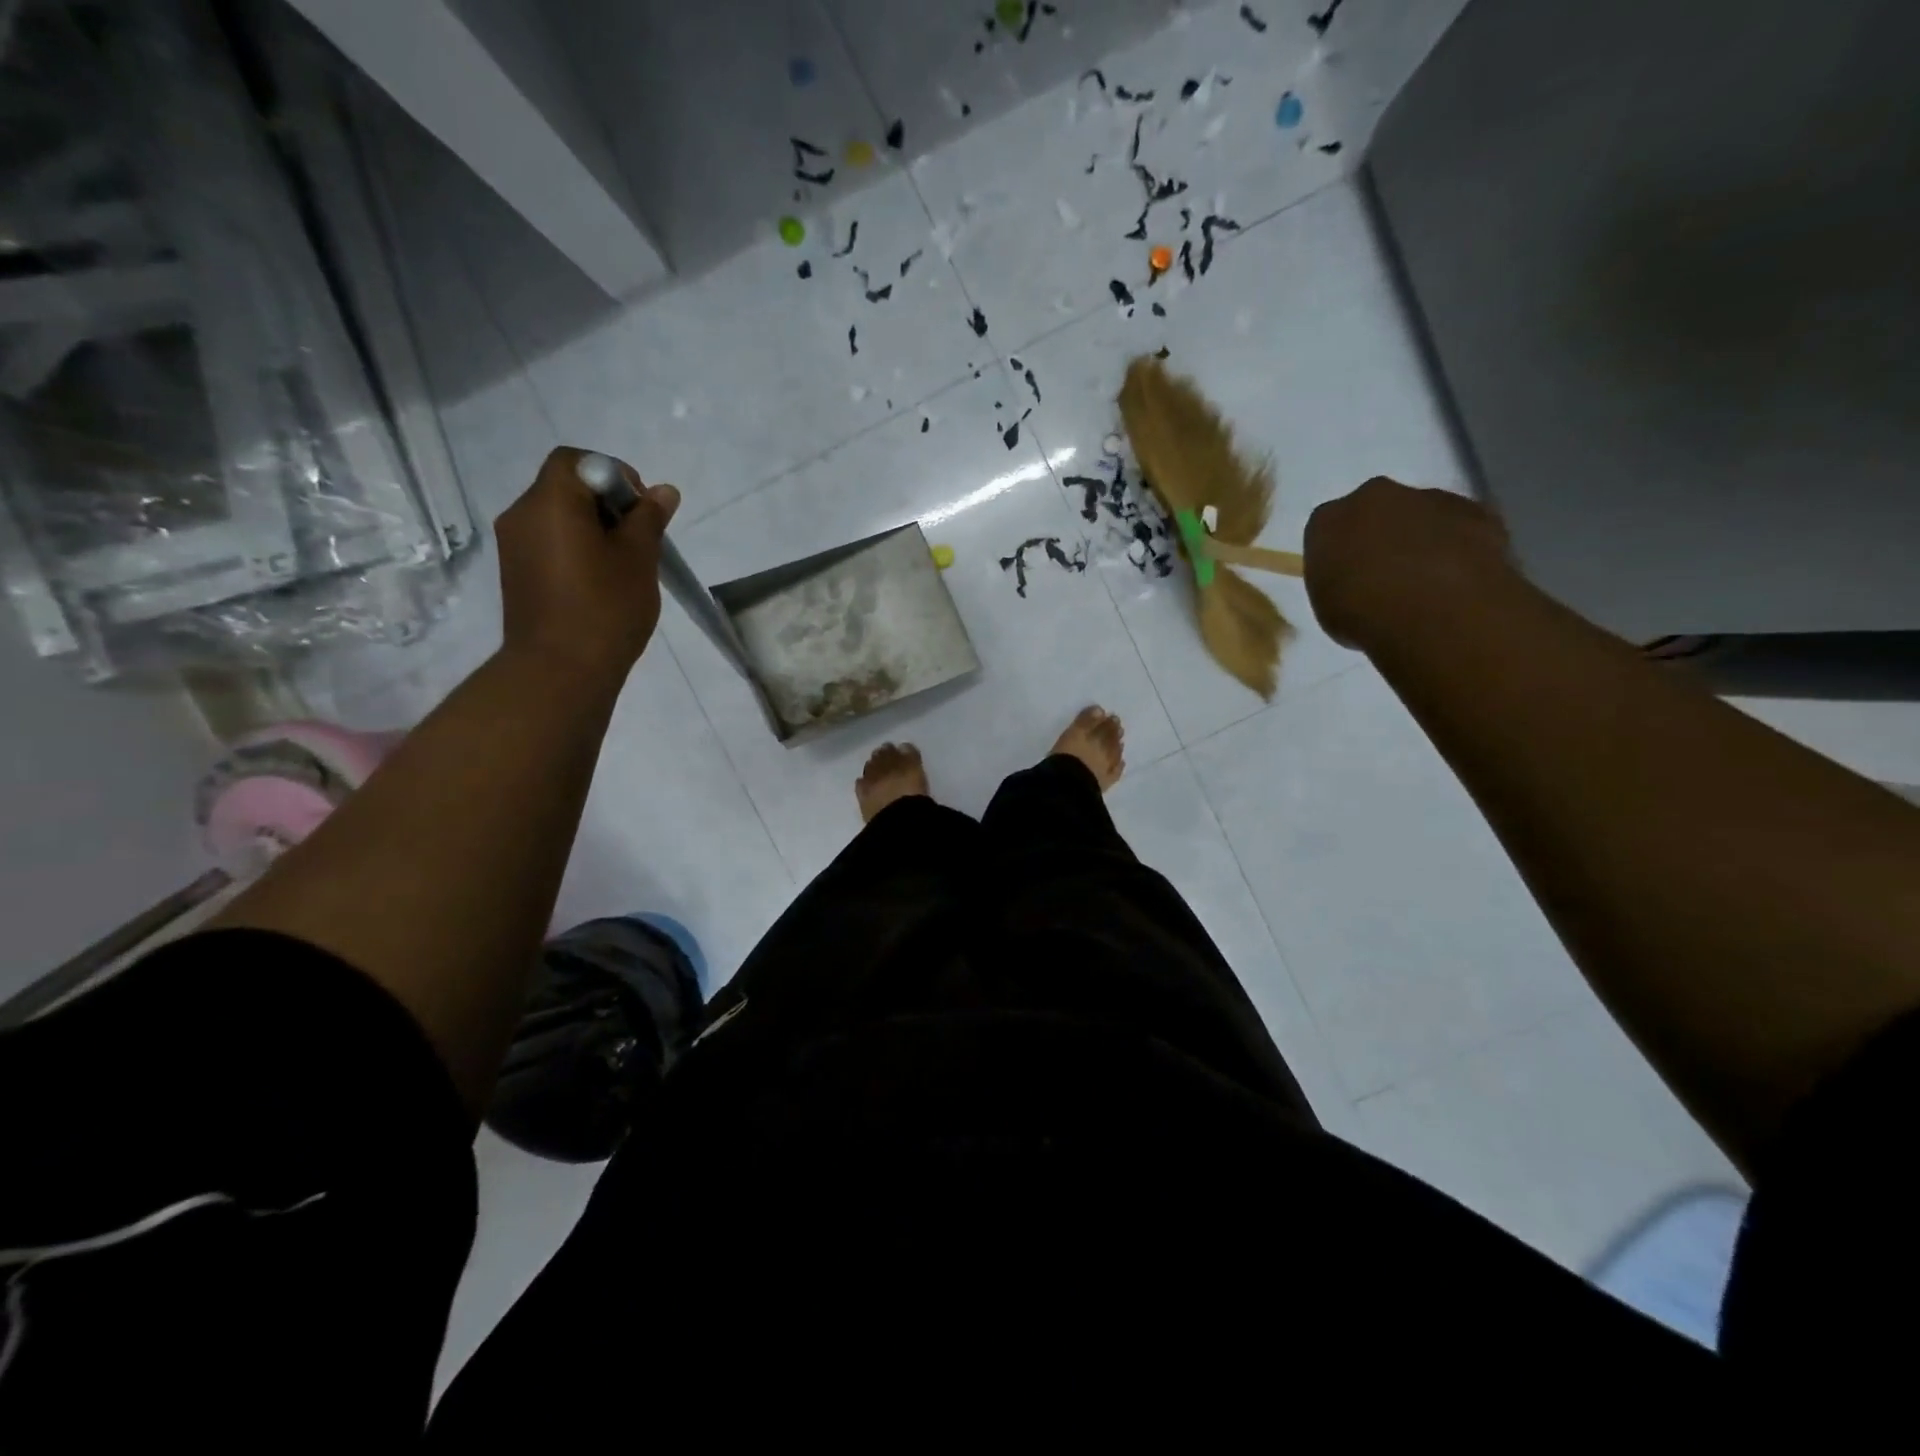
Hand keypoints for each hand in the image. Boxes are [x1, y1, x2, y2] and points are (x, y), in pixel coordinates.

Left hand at [495, 447, 680, 685]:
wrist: (560, 670)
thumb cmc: (605, 608)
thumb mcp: (638, 558)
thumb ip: (649, 518)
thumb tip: (663, 491)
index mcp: (550, 502)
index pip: (576, 460)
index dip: (614, 474)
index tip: (641, 509)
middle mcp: (522, 514)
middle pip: (565, 487)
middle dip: (606, 503)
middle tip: (639, 539)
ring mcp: (514, 546)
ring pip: (558, 517)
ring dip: (592, 528)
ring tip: (623, 564)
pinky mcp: (516, 573)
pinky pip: (549, 543)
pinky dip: (576, 548)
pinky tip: (600, 582)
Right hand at [1303, 477, 1514, 649]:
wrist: (1434, 610)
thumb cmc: (1362, 614)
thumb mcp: (1327, 607)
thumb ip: (1338, 582)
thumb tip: (1358, 582)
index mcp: (1328, 519)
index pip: (1326, 530)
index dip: (1337, 555)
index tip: (1346, 579)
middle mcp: (1375, 496)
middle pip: (1375, 511)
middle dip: (1379, 536)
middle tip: (1385, 576)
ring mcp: (1429, 498)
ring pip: (1421, 515)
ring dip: (1422, 539)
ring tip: (1428, 583)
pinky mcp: (1477, 509)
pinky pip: (1463, 526)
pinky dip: (1460, 546)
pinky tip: (1461, 579)